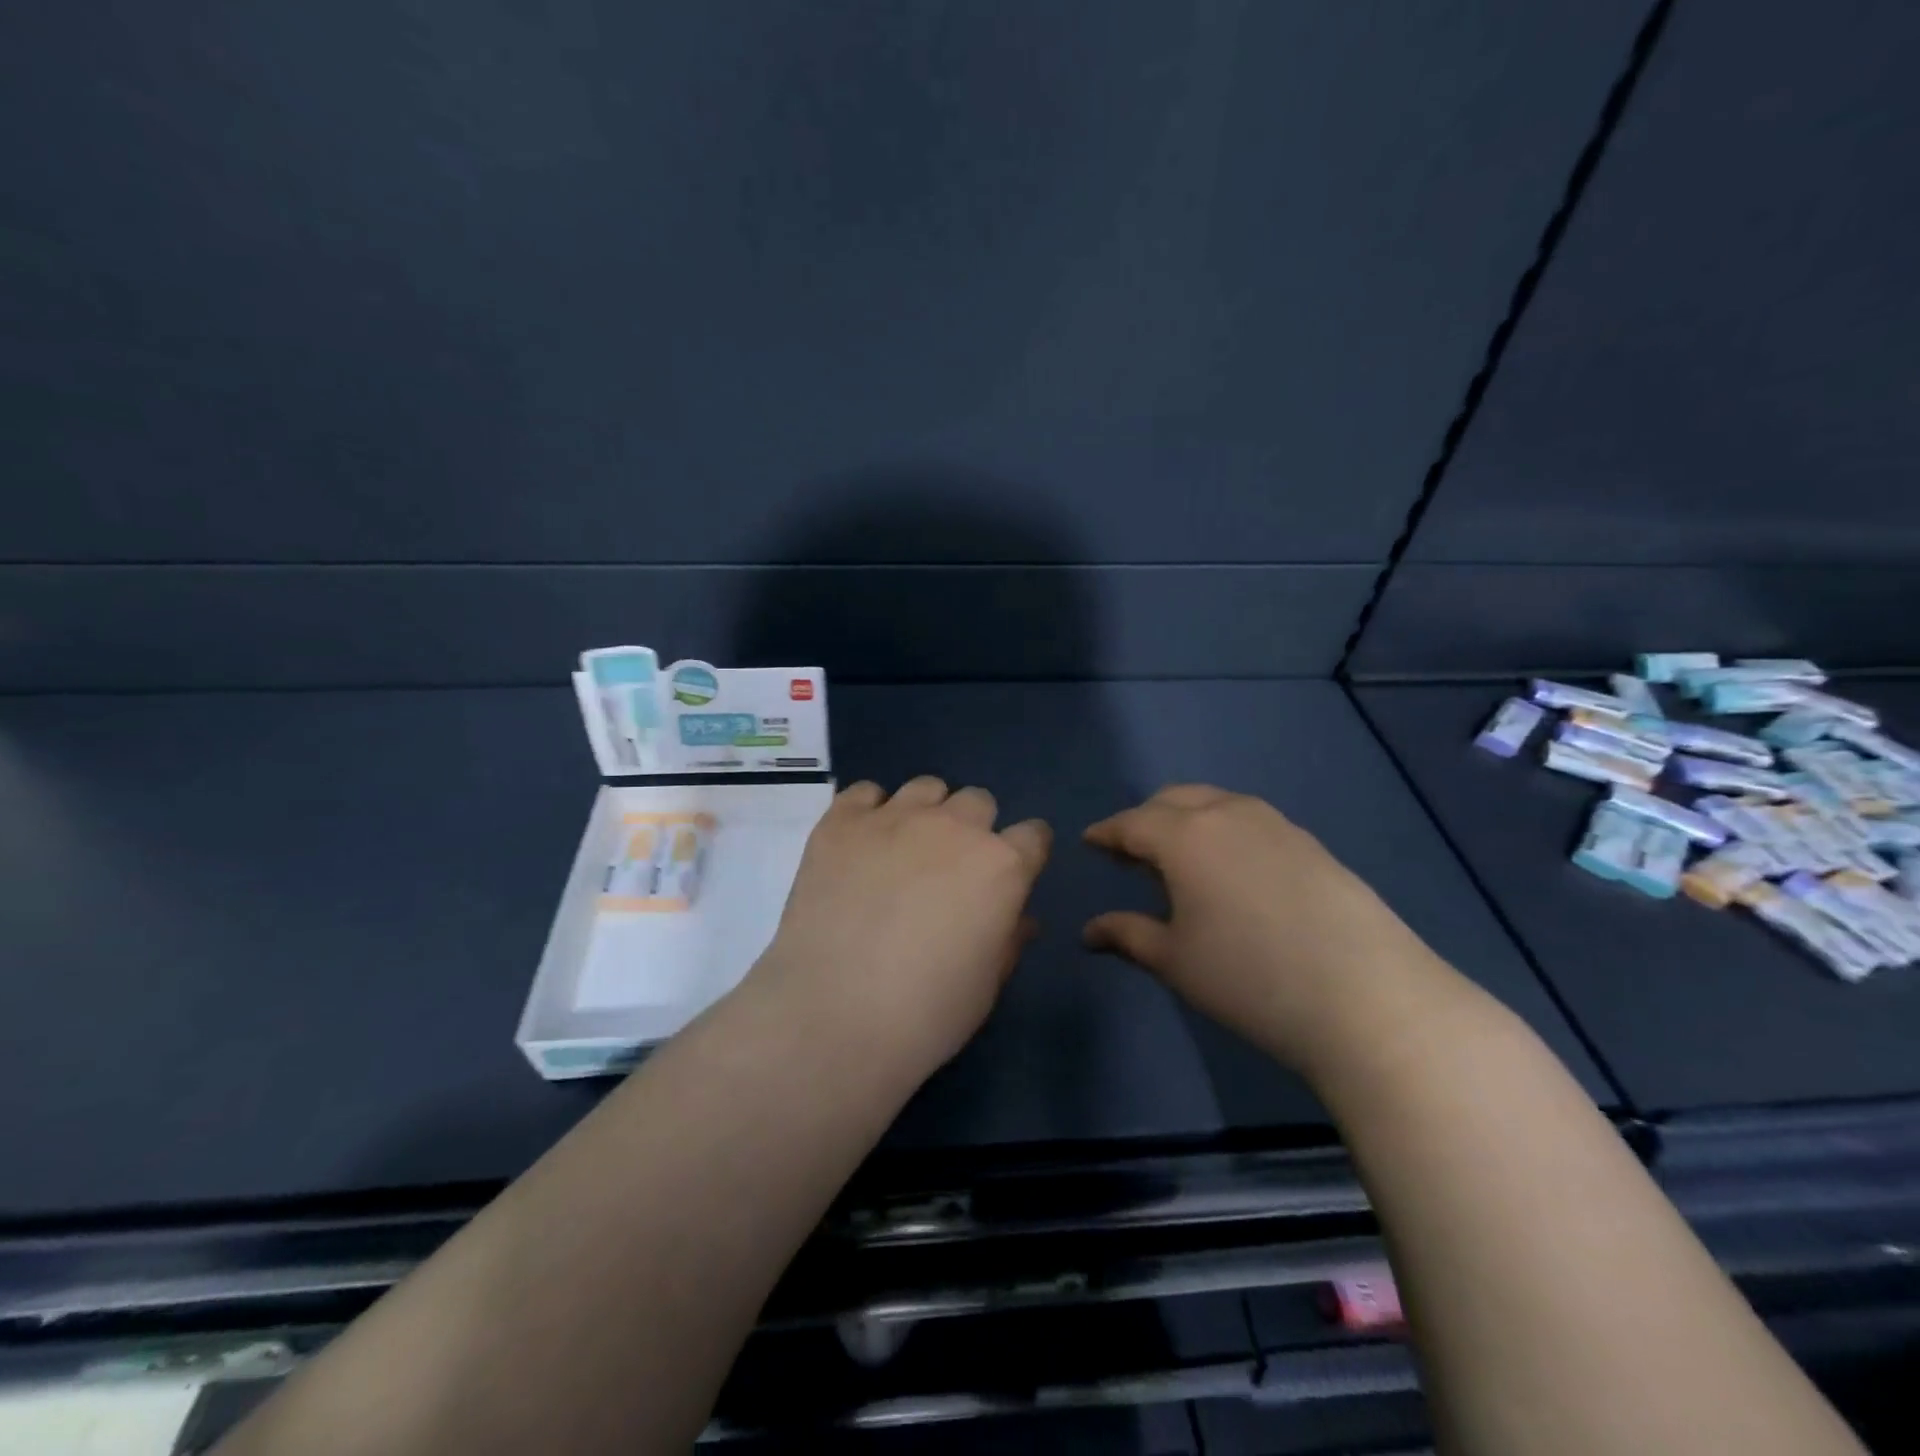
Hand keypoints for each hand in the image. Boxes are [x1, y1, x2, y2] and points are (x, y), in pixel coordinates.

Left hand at [749, 777, 1051, 1082]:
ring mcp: (894, 818)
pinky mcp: (841, 822)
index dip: (1024, 853)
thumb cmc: (927, 1012)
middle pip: (978, 801)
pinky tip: (860, 845)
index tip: (1011, 874)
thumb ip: (1008, 939)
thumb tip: (1019, 917)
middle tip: (950, 868)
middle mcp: (954, 827)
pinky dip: (869, 810)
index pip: (1033, 834)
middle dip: (974, 828)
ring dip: (926, 812)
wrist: (834, 1015)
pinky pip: (865, 792)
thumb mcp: (986, 984)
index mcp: (1001, 865)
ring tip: (904, 850)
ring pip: (926, 788)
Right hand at [1082, 785, 1453, 1078]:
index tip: (1090, 842)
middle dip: (1145, 820)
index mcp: (1185, 836)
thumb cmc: (1249, 978)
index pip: (1131, 823)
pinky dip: (1226, 831)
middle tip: (1132, 854)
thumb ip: (1126, 935)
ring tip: (1181, 860)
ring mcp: (1276, 825)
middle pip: (1173, 800)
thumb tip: (1089, 931)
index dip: (1106, 833)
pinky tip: (1233, 871)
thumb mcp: (1175, 960)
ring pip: (1217, 804)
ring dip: (1188, 820)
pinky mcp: (1311, 843)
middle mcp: (1228, 814)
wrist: (1366, 997)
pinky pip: (1251, 821)